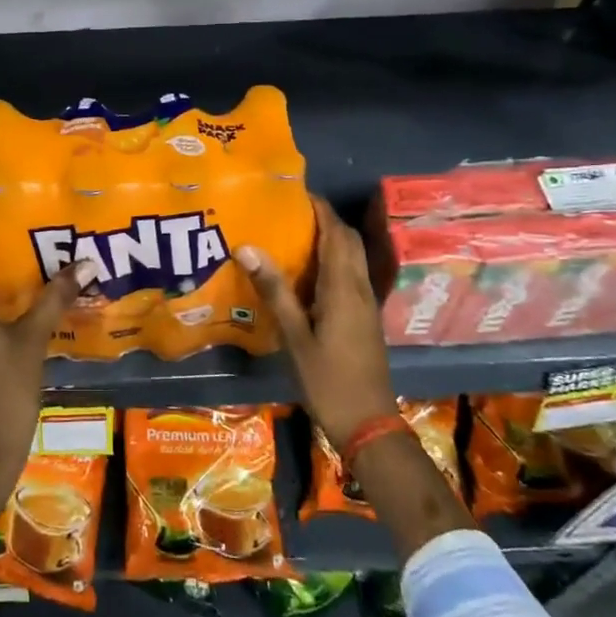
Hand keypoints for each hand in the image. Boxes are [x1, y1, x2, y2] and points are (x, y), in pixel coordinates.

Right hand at [239, 195, 397, 448]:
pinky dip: (331, 262)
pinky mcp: (364, 318)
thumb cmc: (328, 380)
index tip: (293, 192)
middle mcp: (360, 289)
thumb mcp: (295, 336)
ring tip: (292, 234)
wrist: (368, 423)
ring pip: (351, 258)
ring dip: (329, 239)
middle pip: (348, 241)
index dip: (320, 208)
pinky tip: (306, 274)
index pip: (336, 233)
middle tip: (288, 212)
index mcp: (344, 288)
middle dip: (324, 220)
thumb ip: (274, 290)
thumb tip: (247, 247)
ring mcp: (366, 304)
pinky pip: (350, 276)